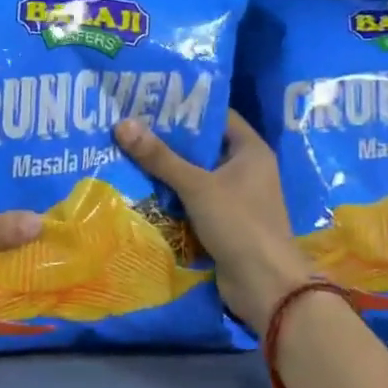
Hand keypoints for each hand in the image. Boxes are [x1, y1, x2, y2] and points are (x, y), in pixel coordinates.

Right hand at [115, 111, 312, 335]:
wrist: (265, 285)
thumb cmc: (239, 224)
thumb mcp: (197, 186)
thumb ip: (160, 157)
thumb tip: (122, 124)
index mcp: (250, 150)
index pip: (217, 116)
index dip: (186, 107)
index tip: (150, 102)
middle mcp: (245, 169)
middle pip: (202, 146)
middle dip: (168, 140)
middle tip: (130, 127)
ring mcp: (235, 198)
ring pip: (195, 175)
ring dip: (166, 170)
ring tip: (127, 153)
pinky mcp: (223, 222)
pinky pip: (193, 201)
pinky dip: (172, 196)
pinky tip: (141, 189)